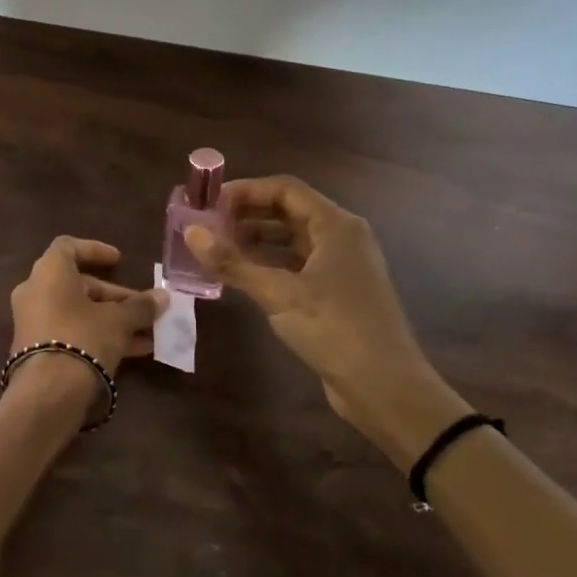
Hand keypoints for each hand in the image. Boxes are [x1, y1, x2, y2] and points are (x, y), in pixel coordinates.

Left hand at [8, 235, 167, 386]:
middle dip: (114, 296)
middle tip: (143, 307)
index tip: (119, 260)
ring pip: (78, 312)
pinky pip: (71, 332)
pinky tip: (133, 351)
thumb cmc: (83, 337)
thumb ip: (140, 306)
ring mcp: (34, 322)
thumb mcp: (118, 321)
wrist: (48, 392)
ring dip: (112, 319)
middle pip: (79, 285)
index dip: (95, 250)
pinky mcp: (37, 349)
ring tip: (147, 332)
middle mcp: (35, 292)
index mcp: (49, 272)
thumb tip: (163, 297)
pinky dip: (98, 335)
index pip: (68, 247)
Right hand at [184, 176, 470, 467]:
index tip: (208, 203)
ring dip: (255, 240)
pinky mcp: (336, 292)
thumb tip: (191, 232)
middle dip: (246, 214)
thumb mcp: (278, 294)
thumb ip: (233, 262)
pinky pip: (296, 265)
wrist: (386, 387)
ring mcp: (341, 266)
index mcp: (336, 226)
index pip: (285, 189)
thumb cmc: (334, 329)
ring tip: (216, 249)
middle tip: (206, 225)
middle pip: (288, 211)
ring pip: (291, 239)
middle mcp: (341, 238)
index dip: (245, 191)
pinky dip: (268, 264)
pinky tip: (240, 275)